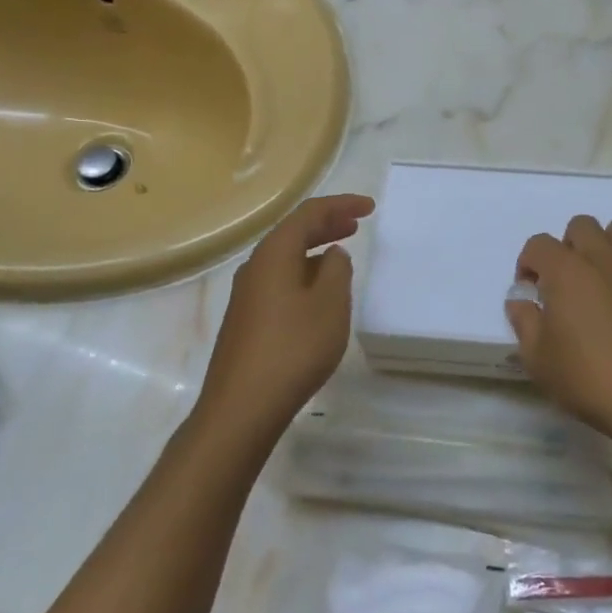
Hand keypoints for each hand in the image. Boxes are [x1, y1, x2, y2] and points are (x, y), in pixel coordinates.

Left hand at [198, 194, 373, 432]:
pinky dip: (304, 274)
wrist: (242, 406)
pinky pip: (279, 281)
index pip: (308, 214)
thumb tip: (332, 254)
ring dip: (314, 250)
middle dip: (326, 224)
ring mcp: (247, 295)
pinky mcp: (246, 320)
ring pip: (285, 258)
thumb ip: (336, 271)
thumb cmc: (293, 349)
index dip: (340, 205)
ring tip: (341, 254)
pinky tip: (317, 293)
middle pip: (292, 233)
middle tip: (356, 224)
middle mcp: (255, 267)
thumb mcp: (330, 305)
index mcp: (274, 254)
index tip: (369, 208)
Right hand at [506, 215, 611, 444]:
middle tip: (567, 283)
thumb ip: (525, 323)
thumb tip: (521, 301)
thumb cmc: (591, 380)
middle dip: (568, 247)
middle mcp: (604, 258)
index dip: (528, 263)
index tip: (531, 292)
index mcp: (567, 271)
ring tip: (605, 278)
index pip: (538, 244)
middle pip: (581, 225)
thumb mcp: (539, 360)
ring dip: (609, 244)